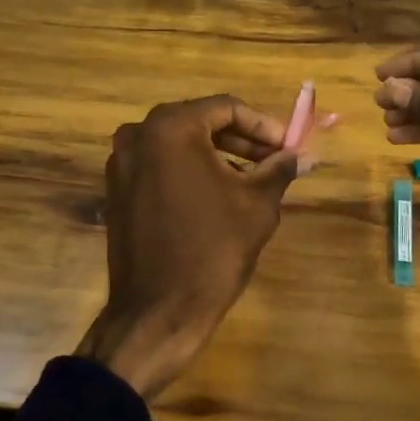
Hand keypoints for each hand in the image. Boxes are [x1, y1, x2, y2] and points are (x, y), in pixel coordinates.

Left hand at [78, 96, 298, 398]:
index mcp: (170, 127)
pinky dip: (191, 173)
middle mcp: (138, 135)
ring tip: (254, 181)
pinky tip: (219, 197)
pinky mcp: (117, 192)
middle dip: (242, 141)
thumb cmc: (213, 249)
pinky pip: (161, 168)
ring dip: (218, 158)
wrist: (158, 311)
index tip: (288, 147)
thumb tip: (302, 154)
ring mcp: (121, 164)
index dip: (263, 126)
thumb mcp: (257, 204)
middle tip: (276, 161)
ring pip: (180, 147)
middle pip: (201, 124)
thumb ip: (279, 169)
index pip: (226, 108)